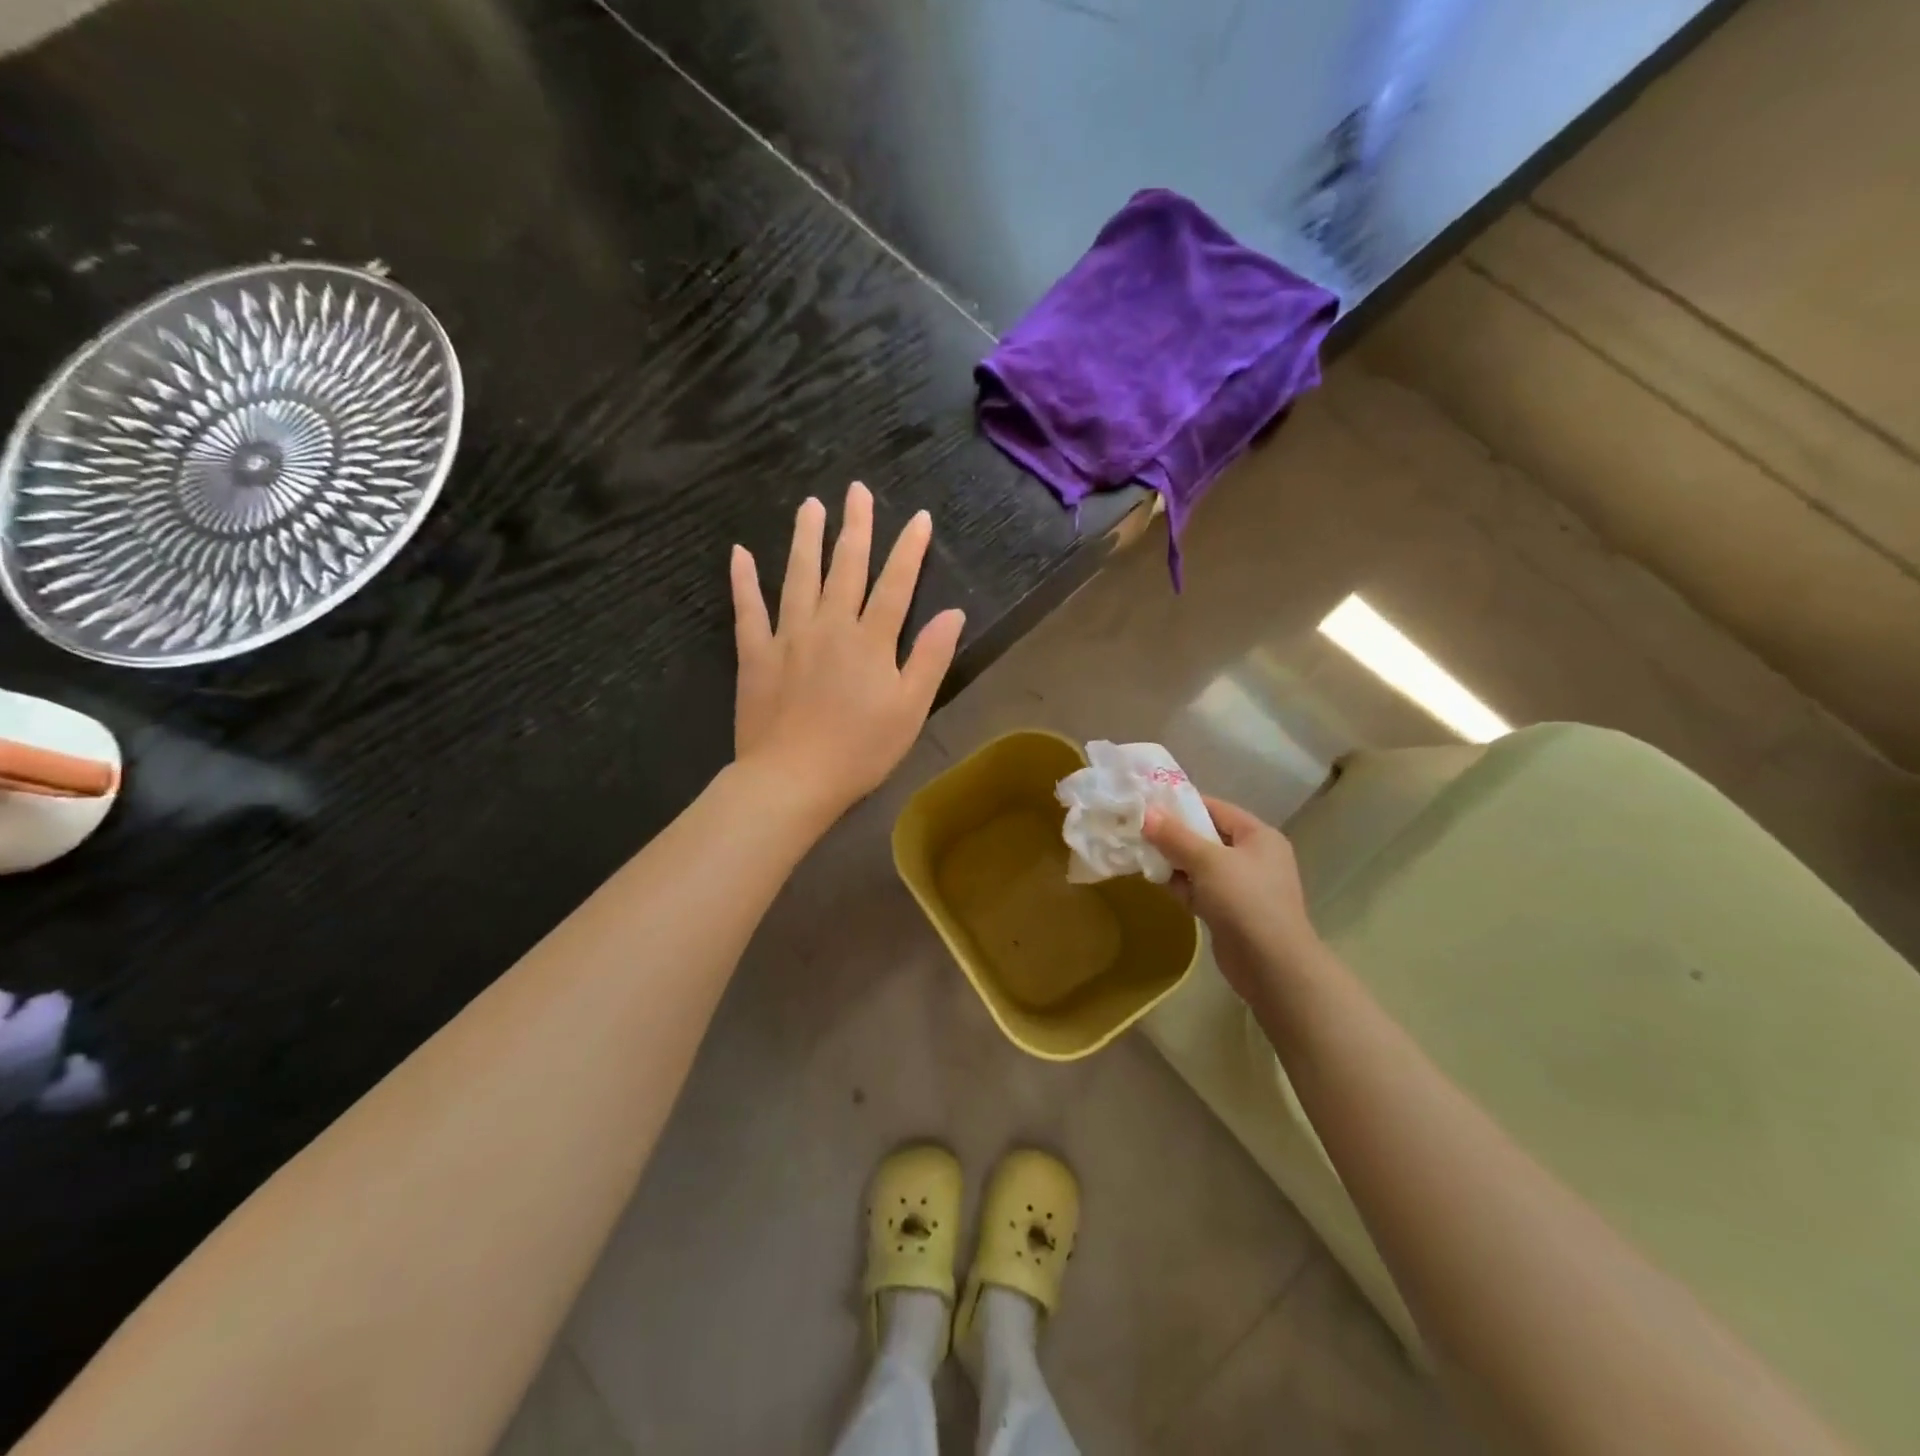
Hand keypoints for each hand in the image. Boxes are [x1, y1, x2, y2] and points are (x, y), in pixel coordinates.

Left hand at [730, 483, 964, 820]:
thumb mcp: (910, 710)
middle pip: (846, 568)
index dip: (909, 549)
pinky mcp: (755, 654)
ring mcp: (788, 636)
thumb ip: (931, 658)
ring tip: (810, 505)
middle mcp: (830, 626)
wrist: (792, 779)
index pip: (896, 584)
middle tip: (856, 490)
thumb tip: (953, 613)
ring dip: (806, 538)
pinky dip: (743, 580)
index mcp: (871, 641)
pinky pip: (748, 609)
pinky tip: (740, 553)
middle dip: (855, 527)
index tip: (917, 517)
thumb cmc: (860, 751)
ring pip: (799, 576)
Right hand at [1143, 795, 1322, 1004]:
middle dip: (1173, 834)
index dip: (1183, 803)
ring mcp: (1243, 886)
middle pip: (1206, 836)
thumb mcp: (1207, 861)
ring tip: (1140, 854)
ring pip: (1200, 864)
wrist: (1272, 966)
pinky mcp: (1230, 911)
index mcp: (1258, 836)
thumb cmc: (1245, 901)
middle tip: (1138, 829)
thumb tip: (1147, 813)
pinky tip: (1155, 880)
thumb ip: (1175, 836)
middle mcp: (1254, 857)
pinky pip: (1200, 888)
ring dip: (1173, 861)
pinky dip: (1181, 884)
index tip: (1148, 803)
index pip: (1216, 808)